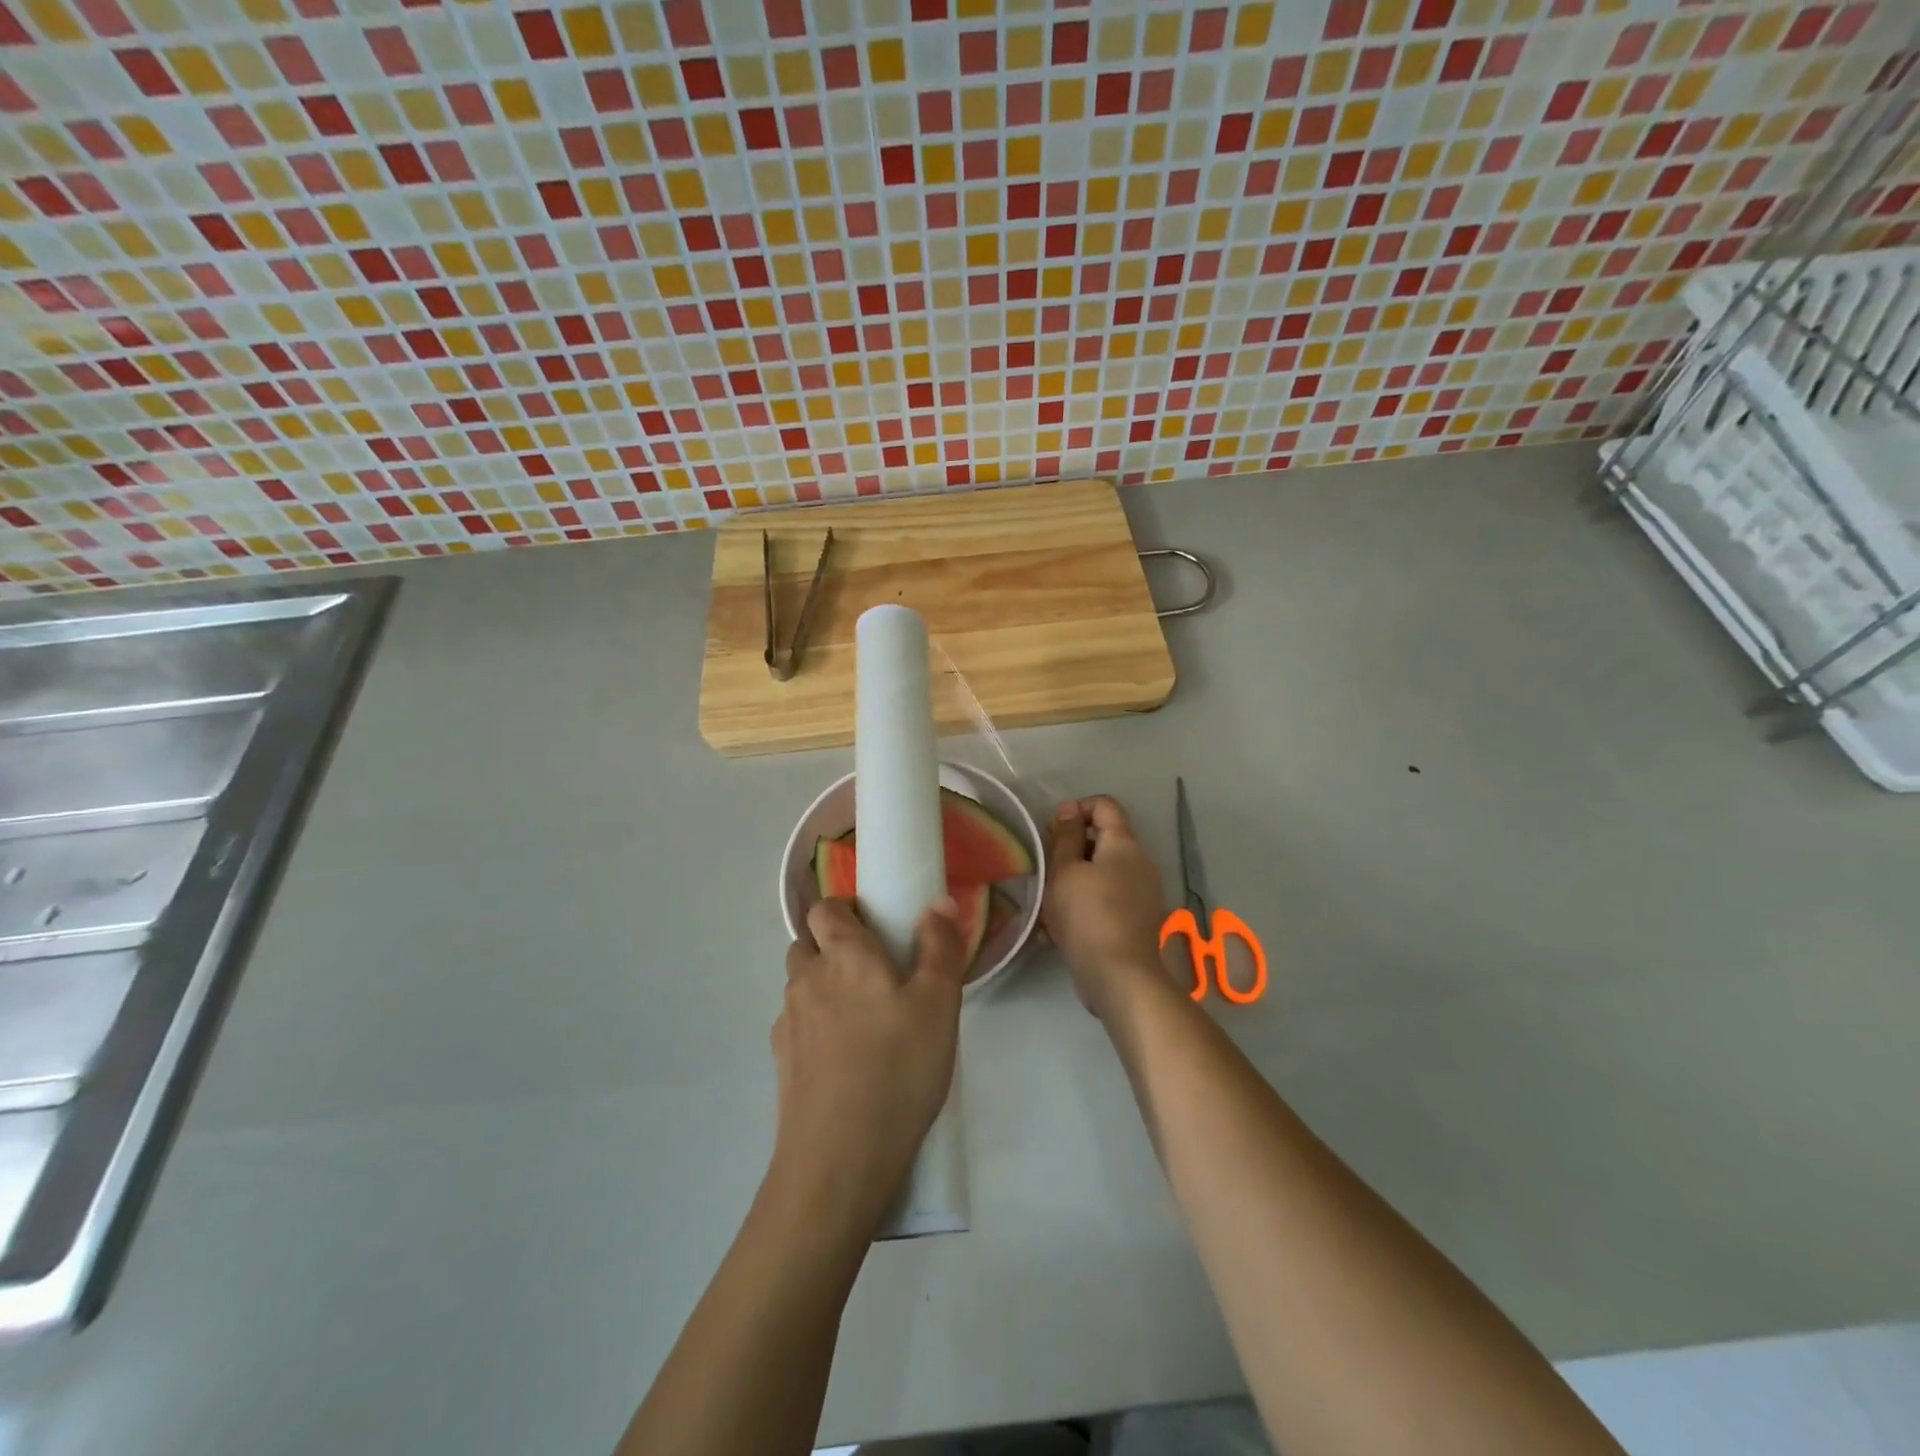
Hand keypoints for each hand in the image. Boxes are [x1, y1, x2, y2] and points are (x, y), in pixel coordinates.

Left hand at [771, 898, 966, 1234]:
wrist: (838, 1159)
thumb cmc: (898, 1068)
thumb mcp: (939, 1004)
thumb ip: (940, 946)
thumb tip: (938, 902)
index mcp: (843, 955)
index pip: (825, 908)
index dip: (846, 910)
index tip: (877, 927)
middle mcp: (806, 979)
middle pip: (808, 944)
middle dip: (834, 946)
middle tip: (876, 973)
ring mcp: (787, 1022)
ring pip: (801, 986)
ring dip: (824, 987)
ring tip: (864, 1019)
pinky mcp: (780, 1062)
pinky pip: (797, 1025)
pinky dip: (816, 1026)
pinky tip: (845, 1059)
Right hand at [1043, 797, 1171, 1019]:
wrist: (1120, 978)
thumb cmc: (1087, 916)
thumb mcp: (1065, 871)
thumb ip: (1066, 836)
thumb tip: (1069, 808)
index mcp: (1124, 843)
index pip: (1104, 805)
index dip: (1075, 809)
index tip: (1051, 833)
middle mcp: (1140, 862)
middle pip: (1104, 838)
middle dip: (1072, 847)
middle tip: (1046, 867)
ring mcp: (1143, 892)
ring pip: (1103, 870)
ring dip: (1076, 876)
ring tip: (1050, 898)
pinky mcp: (1137, 918)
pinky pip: (1108, 896)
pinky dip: (1087, 900)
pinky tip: (1064, 923)